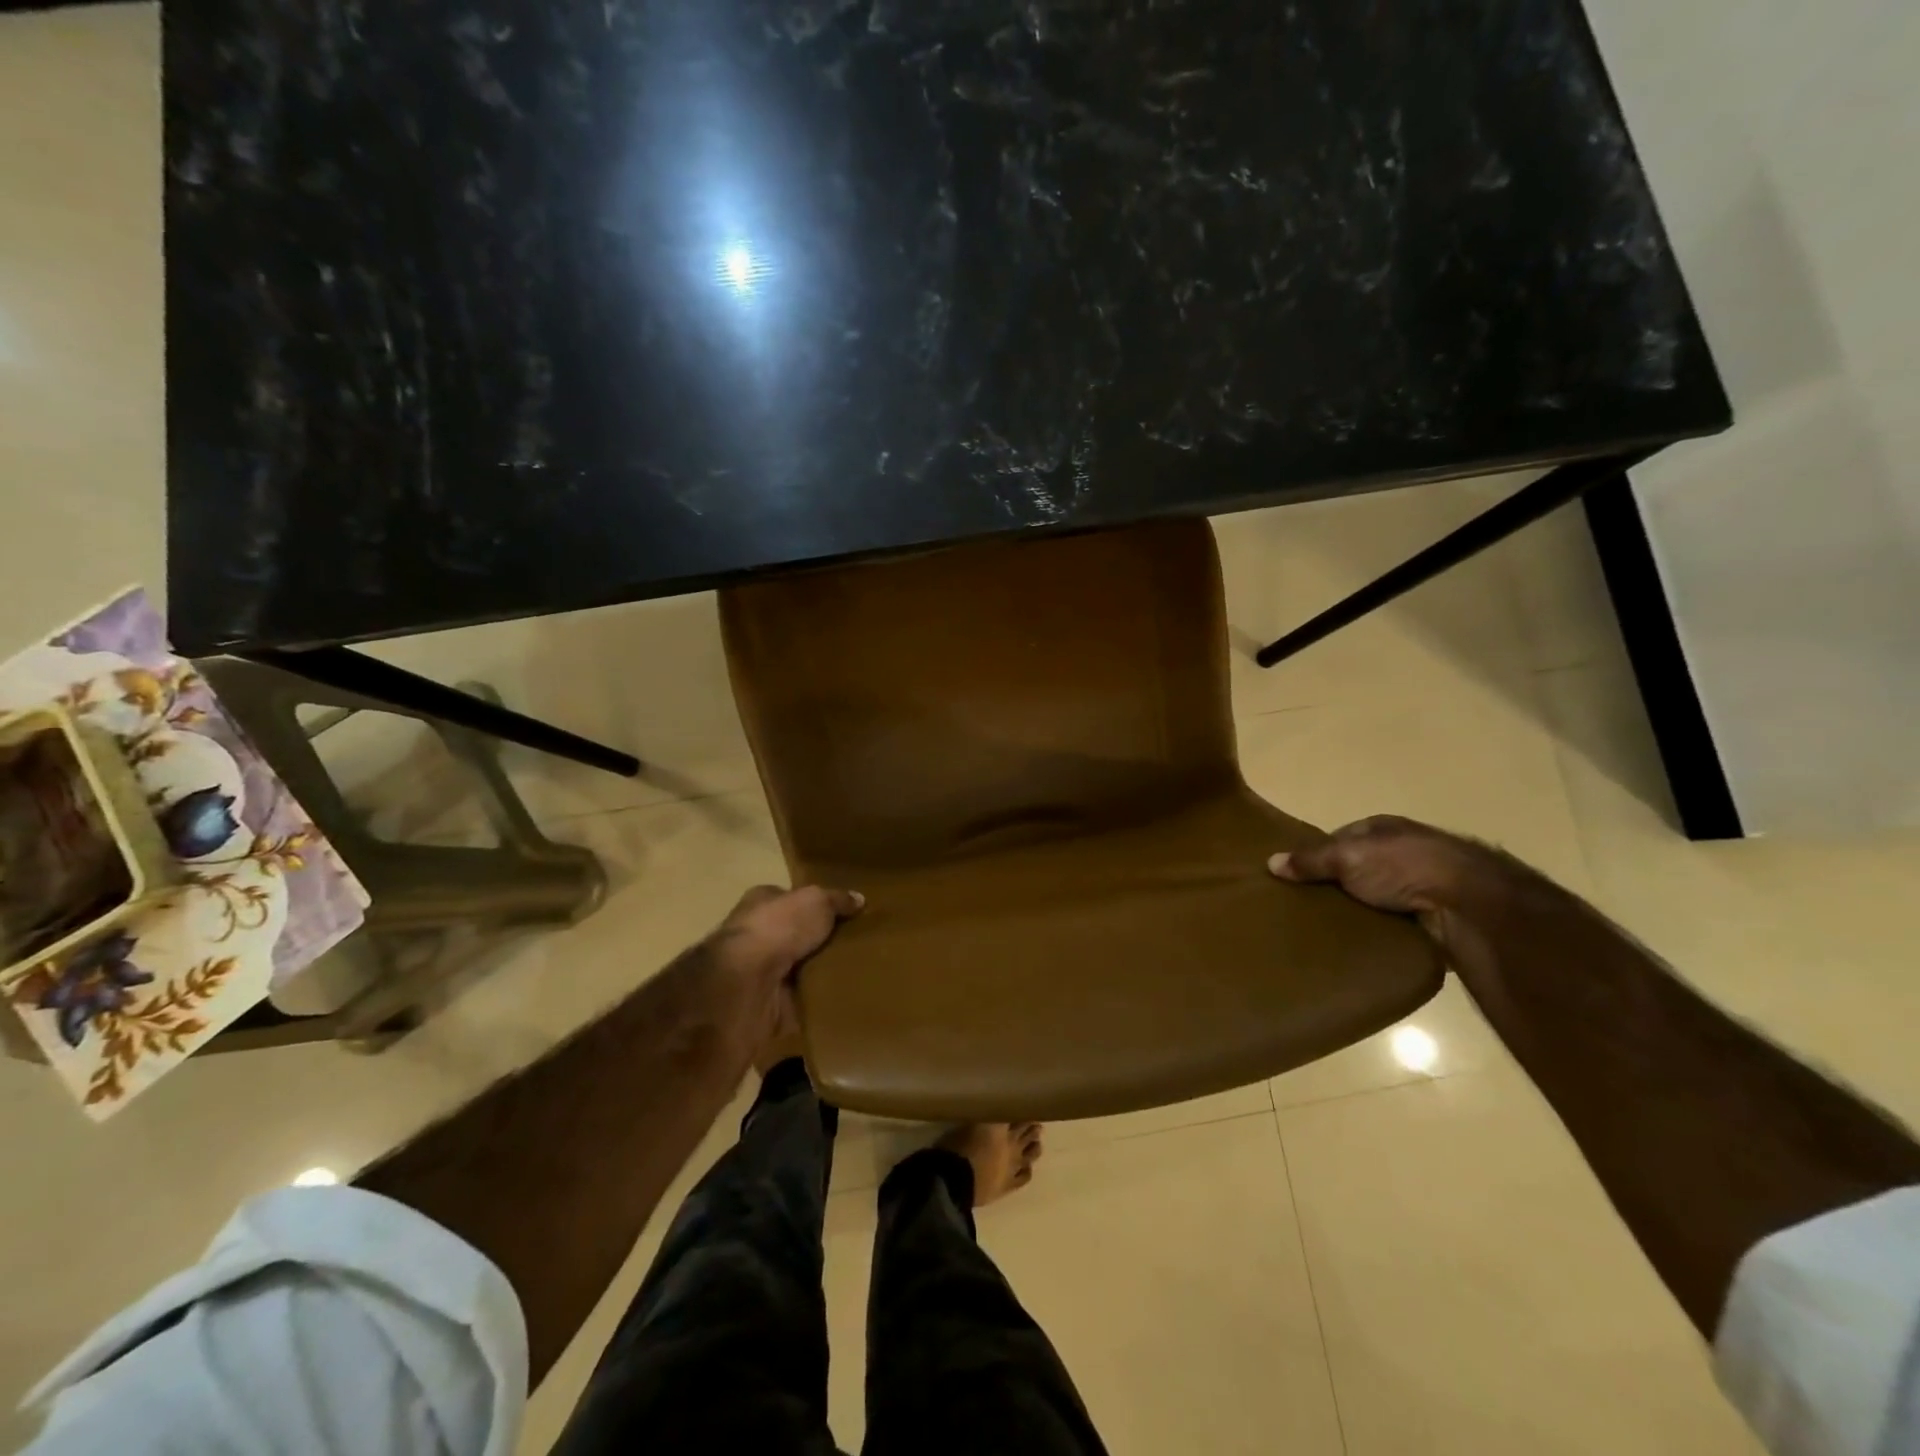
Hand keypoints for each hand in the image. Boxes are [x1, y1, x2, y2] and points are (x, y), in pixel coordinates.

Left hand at [708, 884, 863, 1062]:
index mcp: (761, 902)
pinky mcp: (766, 1004)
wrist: (746, 984)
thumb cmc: (777, 928)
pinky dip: (817, 1002)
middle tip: (857, 945)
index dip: (815, 905)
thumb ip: (837, 899)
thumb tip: (859, 899)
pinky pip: (800, 1001)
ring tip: (858, 973)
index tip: (845, 915)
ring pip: (798, 969)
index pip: (790, 899)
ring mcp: (759, 972)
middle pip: (795, 935)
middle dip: (820, 941)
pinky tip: (844, 999)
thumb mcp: (816, 901)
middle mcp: (755, 935)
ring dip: (820, 973)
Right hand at [1267, 815, 1509, 929]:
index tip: (1298, 877)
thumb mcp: (1346, 857)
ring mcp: (1425, 881)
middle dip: (1340, 883)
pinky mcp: (1437, 913)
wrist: (1469, 904)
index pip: (1341, 837)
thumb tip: (1270, 862)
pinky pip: (1398, 919)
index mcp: (1383, 827)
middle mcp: (1405, 849)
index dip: (1319, 854)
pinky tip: (1366, 940)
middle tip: (1310, 905)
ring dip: (1363, 907)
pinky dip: (1384, 927)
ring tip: (1332, 926)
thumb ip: (1310, 860)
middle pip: (1360, 866)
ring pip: (1380, 894)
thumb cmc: (1403, 867)